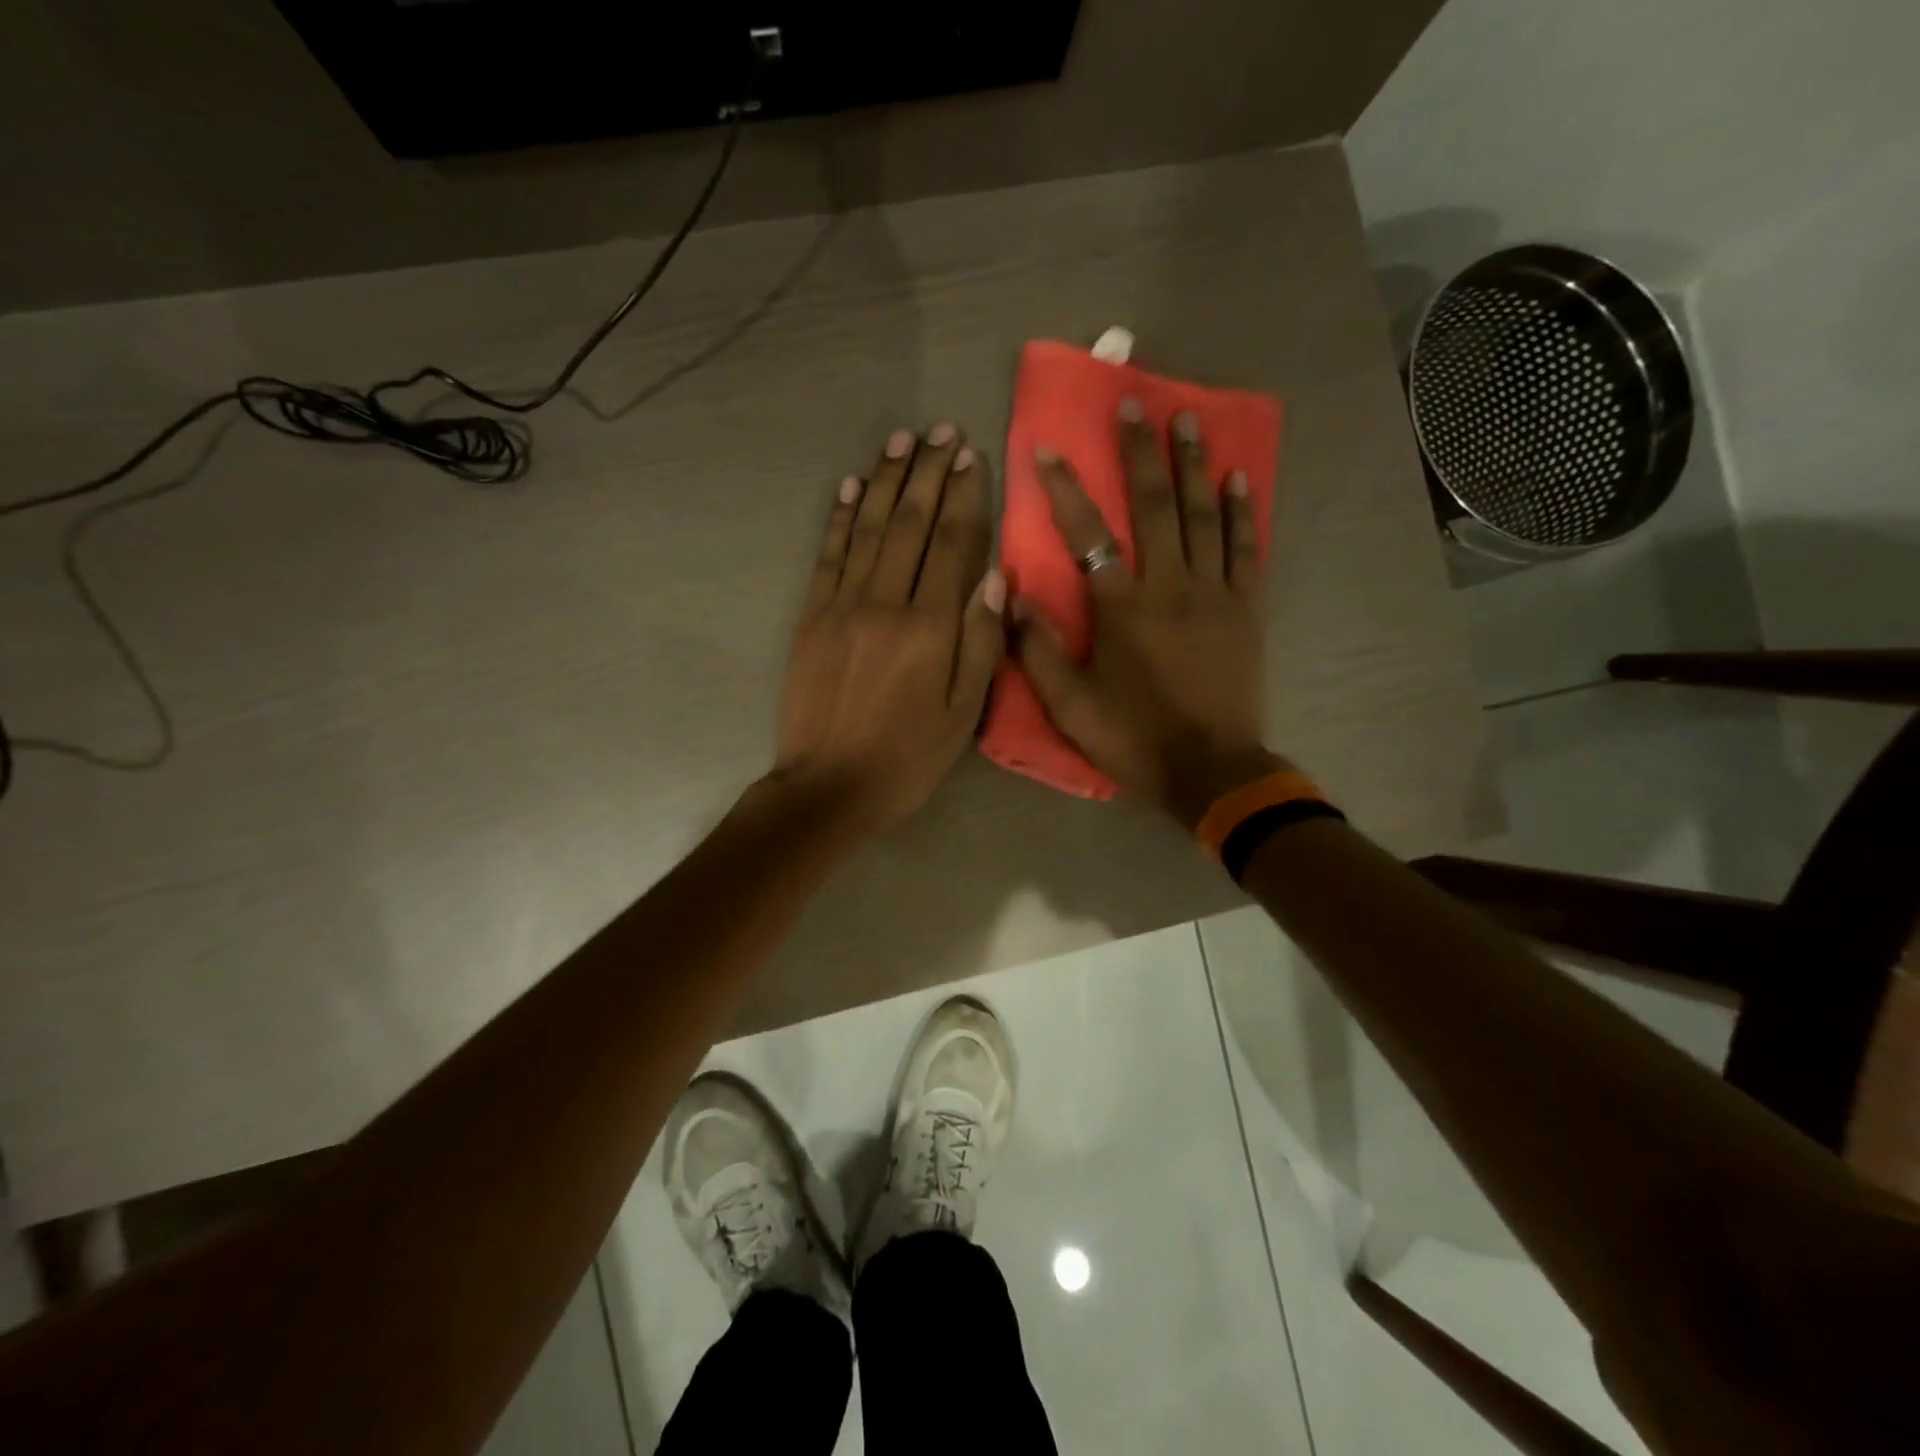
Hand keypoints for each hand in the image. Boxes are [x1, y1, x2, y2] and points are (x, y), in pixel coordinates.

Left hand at [773, 426, 1005, 832]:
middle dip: (929, 474)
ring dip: (888, 481)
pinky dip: (841, 518)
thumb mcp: (963, 717)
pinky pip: (828, 556)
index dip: (965, 498)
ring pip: (870, 530)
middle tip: (941, 429)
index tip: (973, 456)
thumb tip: (994, 578)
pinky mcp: (811, 618)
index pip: (953, 546)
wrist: (827, 787)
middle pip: (911, 526)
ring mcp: (841, 607)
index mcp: (929, 629)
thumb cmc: (906, 759)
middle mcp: (885, 604)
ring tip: (903, 440)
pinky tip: (853, 487)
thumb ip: (981, 645)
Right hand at [1012, 404, 1283, 828]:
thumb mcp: (1069, 706)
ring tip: (1188, 418)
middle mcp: (1168, 585)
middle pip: (1154, 505)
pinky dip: (1242, 511)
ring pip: (1203, 515)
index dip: (1065, 489)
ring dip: (1193, 464)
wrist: (1210, 770)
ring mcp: (1213, 592)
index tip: (1047, 447)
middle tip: (1135, 401)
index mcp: (1121, 607)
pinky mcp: (1245, 608)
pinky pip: (1246, 549)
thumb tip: (1009, 595)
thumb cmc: (1133, 738)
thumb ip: (1036, 649)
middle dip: (1141, 451)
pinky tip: (1238, 479)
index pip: (1087, 533)